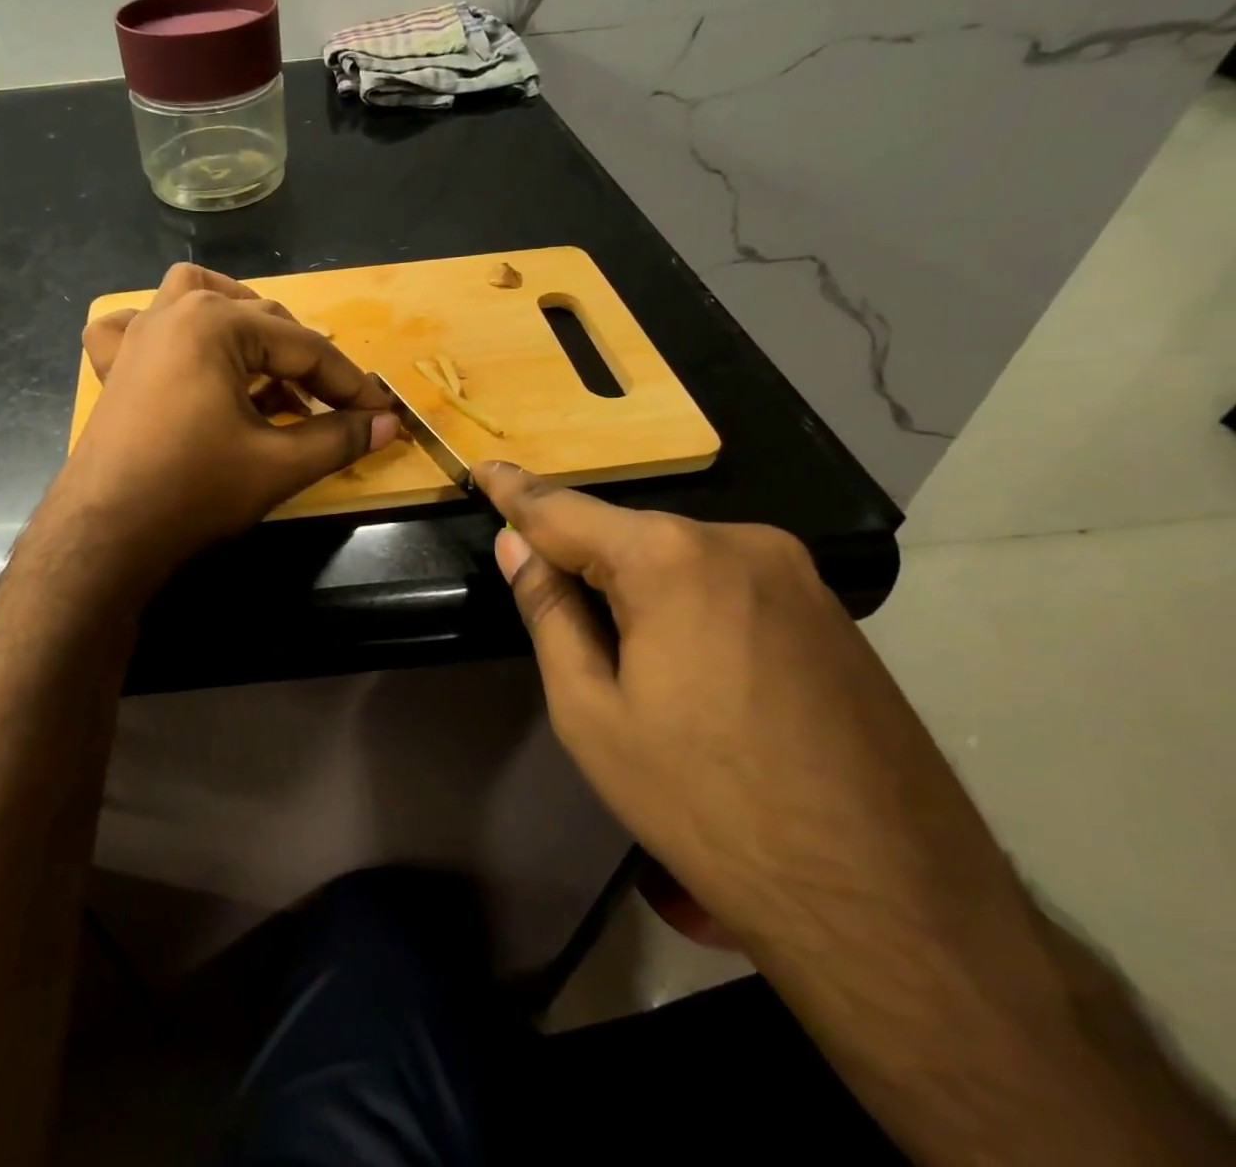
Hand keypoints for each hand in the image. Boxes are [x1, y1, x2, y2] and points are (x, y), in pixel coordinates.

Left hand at [52, 264, 399, 580]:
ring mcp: (137, 335)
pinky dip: (167, 331)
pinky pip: (139, 325)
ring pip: (201, 301)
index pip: (304, 347)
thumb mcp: (278, 465)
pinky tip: (182, 356)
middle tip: (333, 408)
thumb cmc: (194, 492)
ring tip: (268, 366)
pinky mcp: (115, 365)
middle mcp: (174, 312)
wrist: (105, 536)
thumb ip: (339, 438)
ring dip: (242, 324)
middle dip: (303, 363)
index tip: (381, 412)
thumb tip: (388, 424)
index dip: (349, 383)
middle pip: (260, 320)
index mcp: (216, 323)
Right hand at [473, 461, 1034, 976]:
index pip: (564, 510)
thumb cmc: (705, 803)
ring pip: (679, 559)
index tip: (481, 469)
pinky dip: (686, 601)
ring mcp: (796, 573)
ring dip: (635, 584)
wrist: (891, 904)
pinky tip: (691, 667)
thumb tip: (516, 546)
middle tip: (544, 592)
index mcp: (670, 558)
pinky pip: (728, 584)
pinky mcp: (830, 611)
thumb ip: (548, 612)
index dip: (515, 491)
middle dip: (579, 555)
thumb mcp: (591, 713)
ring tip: (621, 653)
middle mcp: (739, 542)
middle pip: (626, 534)